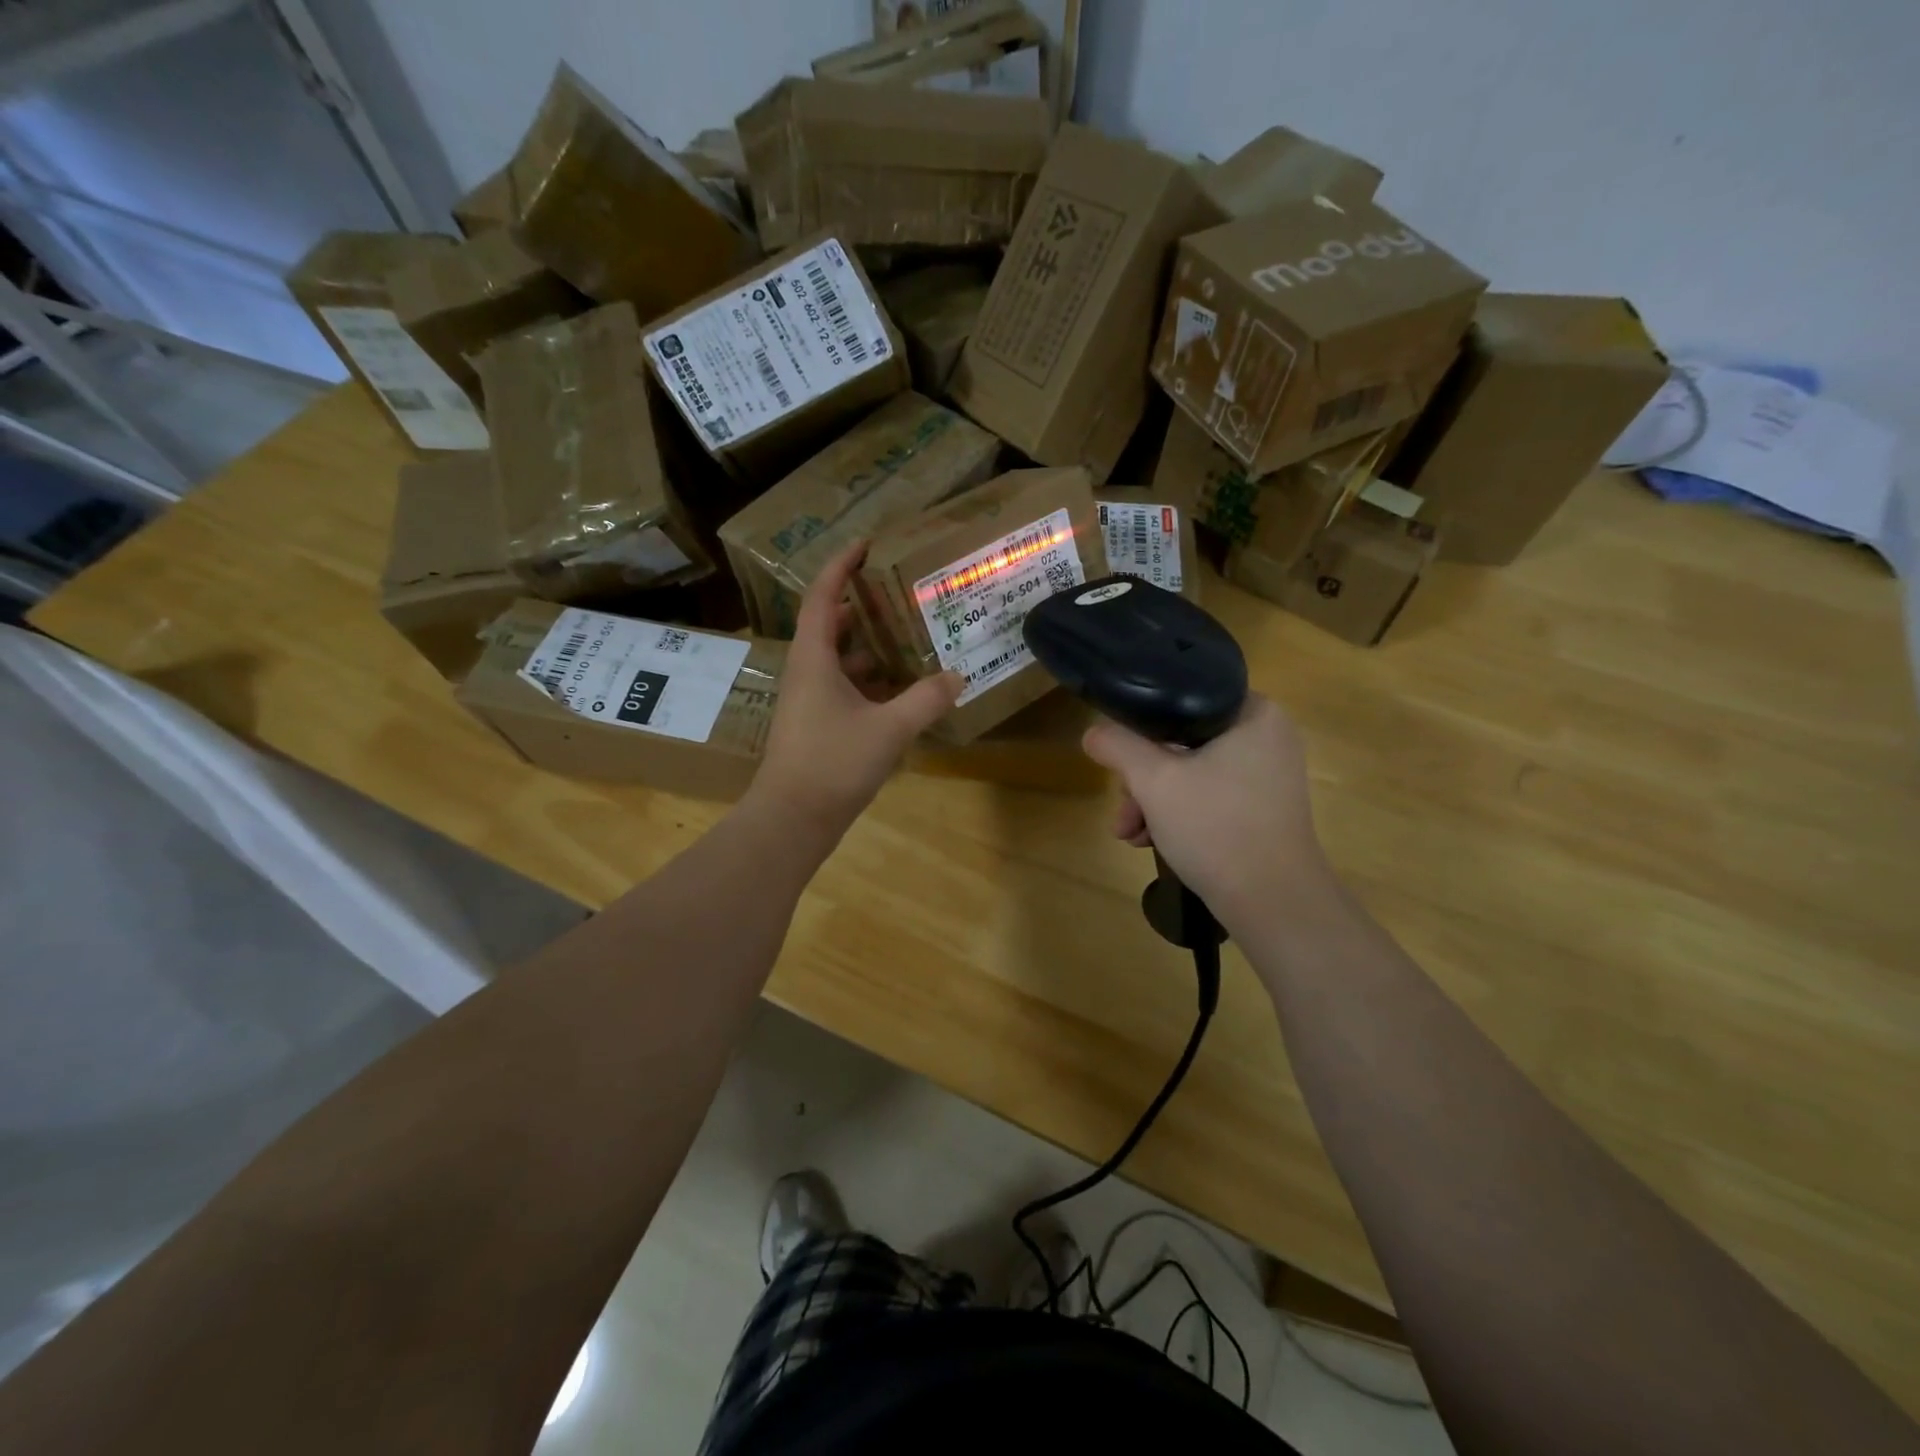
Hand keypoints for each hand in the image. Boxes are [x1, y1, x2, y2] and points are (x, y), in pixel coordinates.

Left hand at [751, 539, 961, 838]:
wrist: (793, 819)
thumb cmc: (833, 763)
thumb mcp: (888, 729)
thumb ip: (925, 700)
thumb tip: (957, 676)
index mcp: (814, 659)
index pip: (823, 597)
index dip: (841, 566)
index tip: (867, 544)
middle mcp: (808, 672)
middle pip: (831, 625)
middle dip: (862, 605)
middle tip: (899, 592)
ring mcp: (811, 701)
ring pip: (840, 660)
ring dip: (870, 646)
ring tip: (909, 635)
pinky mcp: (818, 726)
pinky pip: (846, 688)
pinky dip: (871, 681)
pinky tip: (902, 689)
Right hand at [1081, 695, 1331, 923]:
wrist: (1272, 902)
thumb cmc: (1216, 827)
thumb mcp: (1154, 780)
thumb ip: (1118, 746)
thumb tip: (1092, 731)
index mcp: (1253, 713)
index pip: (1182, 699)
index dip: (1141, 725)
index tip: (1118, 757)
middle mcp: (1267, 736)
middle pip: (1182, 742)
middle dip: (1142, 779)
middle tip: (1124, 811)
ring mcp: (1267, 775)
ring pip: (1192, 772)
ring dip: (1153, 801)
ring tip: (1129, 835)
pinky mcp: (1263, 808)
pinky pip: (1210, 795)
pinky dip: (1179, 814)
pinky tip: (1152, 841)